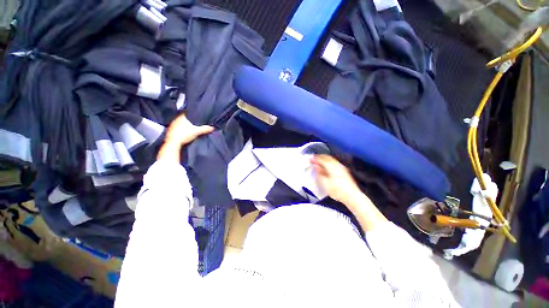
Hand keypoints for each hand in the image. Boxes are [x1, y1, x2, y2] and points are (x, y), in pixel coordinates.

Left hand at [157, 114, 213, 160]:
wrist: (173, 143)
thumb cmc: (185, 134)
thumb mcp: (198, 131)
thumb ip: (205, 128)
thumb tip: (213, 128)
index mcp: (182, 117)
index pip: (187, 112)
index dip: (192, 113)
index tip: (196, 115)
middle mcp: (176, 119)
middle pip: (184, 118)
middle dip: (189, 119)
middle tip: (195, 122)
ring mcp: (172, 125)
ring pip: (180, 122)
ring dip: (184, 124)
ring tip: (190, 127)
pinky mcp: (170, 131)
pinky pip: (177, 128)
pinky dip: (181, 129)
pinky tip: (184, 132)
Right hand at [311, 155, 360, 203]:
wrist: (352, 196)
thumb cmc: (337, 190)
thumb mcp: (324, 182)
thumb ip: (319, 173)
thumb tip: (316, 167)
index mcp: (331, 166)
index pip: (321, 159)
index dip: (315, 159)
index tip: (310, 159)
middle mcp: (337, 165)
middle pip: (327, 157)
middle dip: (319, 157)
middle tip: (313, 159)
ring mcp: (342, 167)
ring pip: (331, 160)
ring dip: (324, 160)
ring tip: (319, 162)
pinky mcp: (344, 171)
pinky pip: (334, 163)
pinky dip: (328, 163)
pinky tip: (326, 167)